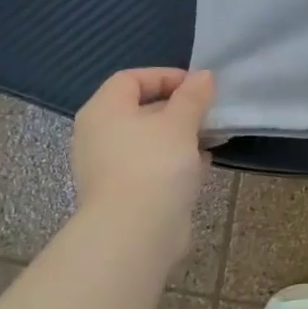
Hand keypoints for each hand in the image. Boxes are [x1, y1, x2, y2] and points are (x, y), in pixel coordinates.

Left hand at [72, 68, 215, 265]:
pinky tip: (201, 167)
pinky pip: (151, 167)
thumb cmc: (154, 165)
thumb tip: (204, 76)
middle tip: (208, 112)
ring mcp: (108, 168)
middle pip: (139, 110)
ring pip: (148, 141)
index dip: (165, 76)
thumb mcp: (180, 123)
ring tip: (210, 139)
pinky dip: (174, 163)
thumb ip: (193, 96)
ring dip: (179, 137)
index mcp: (103, 111)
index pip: (130, 79)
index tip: (199, 86)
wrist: (136, 232)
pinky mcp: (123, 194)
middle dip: (177, 108)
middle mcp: (98, 136)